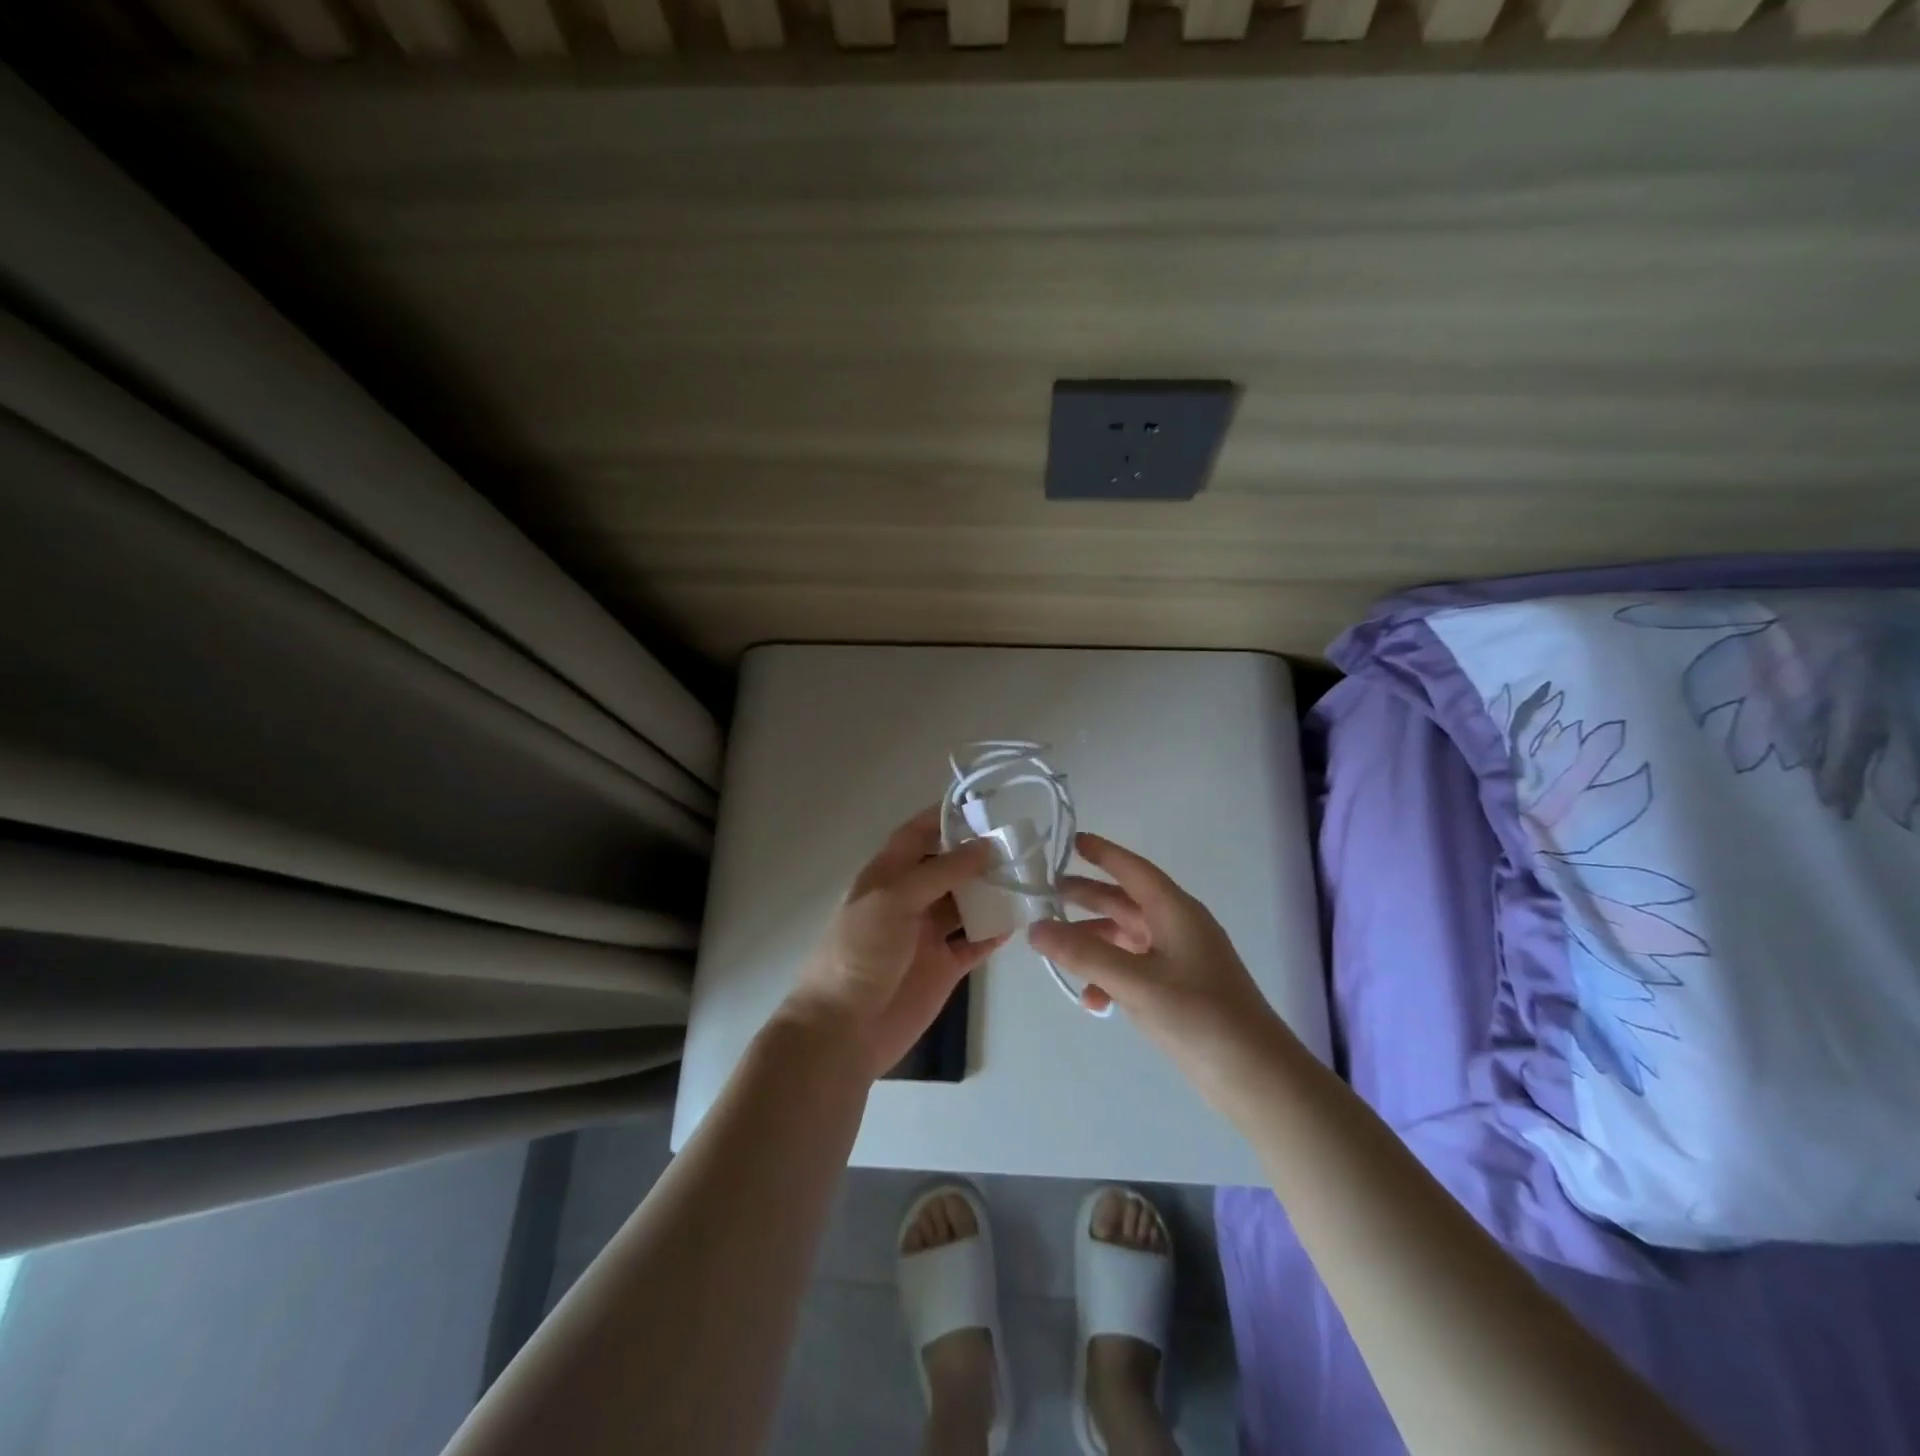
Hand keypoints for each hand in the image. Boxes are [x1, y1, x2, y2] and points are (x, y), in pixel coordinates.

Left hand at [783, 807, 1004, 1077]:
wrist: (843, 1028)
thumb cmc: (861, 952)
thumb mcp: (894, 899)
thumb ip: (941, 871)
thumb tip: (985, 846)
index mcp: (887, 876)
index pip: (917, 835)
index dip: (944, 818)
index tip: (982, 806)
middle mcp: (909, 899)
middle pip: (948, 868)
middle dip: (979, 855)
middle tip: (1019, 844)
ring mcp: (927, 933)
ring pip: (966, 903)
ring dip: (992, 892)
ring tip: (1028, 878)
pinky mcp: (944, 966)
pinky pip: (975, 941)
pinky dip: (995, 931)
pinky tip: (1020, 920)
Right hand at [1029, 833, 1291, 1096]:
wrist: (1257, 1079)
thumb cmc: (1200, 1017)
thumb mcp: (1137, 983)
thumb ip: (1084, 955)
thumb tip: (1035, 928)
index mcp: (1176, 912)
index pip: (1134, 870)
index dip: (1104, 853)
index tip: (1073, 840)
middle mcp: (1178, 929)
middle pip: (1125, 902)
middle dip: (1088, 897)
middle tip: (1047, 893)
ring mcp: (1180, 960)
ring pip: (1126, 938)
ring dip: (1093, 941)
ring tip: (1055, 948)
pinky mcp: (1179, 990)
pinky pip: (1134, 971)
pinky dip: (1110, 978)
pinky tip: (1093, 1000)